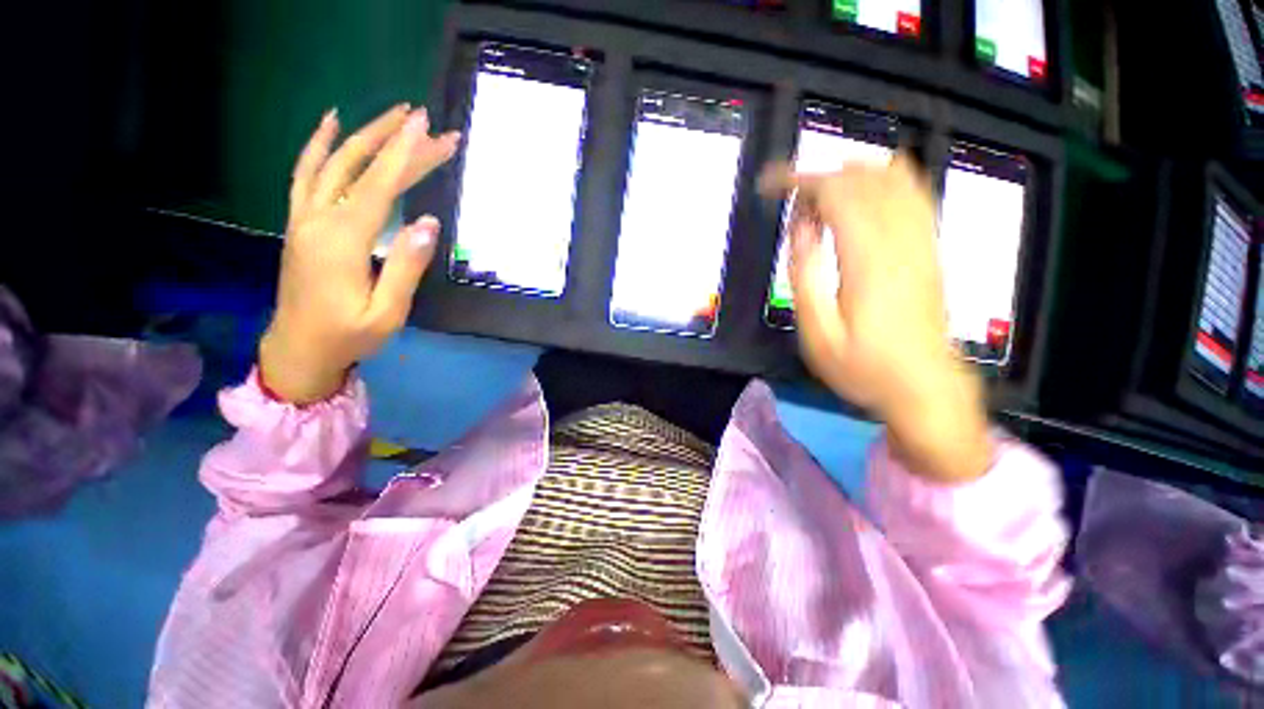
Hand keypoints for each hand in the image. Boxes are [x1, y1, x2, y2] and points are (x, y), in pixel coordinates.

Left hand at [259, 105, 460, 403]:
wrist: (298, 349)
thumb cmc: (348, 335)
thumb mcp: (387, 312)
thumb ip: (407, 267)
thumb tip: (429, 223)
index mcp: (342, 241)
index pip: (379, 186)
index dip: (405, 155)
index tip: (429, 128)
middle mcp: (319, 219)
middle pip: (361, 169)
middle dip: (398, 143)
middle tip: (432, 126)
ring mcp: (304, 217)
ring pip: (333, 163)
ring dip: (364, 134)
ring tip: (393, 114)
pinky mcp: (300, 222)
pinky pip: (305, 174)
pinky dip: (319, 145)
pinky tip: (332, 125)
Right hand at [759, 156, 991, 482]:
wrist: (924, 387)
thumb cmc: (863, 366)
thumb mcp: (818, 331)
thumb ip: (805, 274)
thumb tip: (801, 227)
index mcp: (868, 259)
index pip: (837, 192)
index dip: (800, 179)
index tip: (770, 185)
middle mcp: (901, 240)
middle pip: (862, 178)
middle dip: (819, 178)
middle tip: (791, 205)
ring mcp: (922, 240)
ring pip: (892, 177)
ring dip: (850, 174)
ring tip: (820, 196)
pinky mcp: (930, 248)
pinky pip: (914, 193)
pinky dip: (884, 180)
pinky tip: (863, 195)